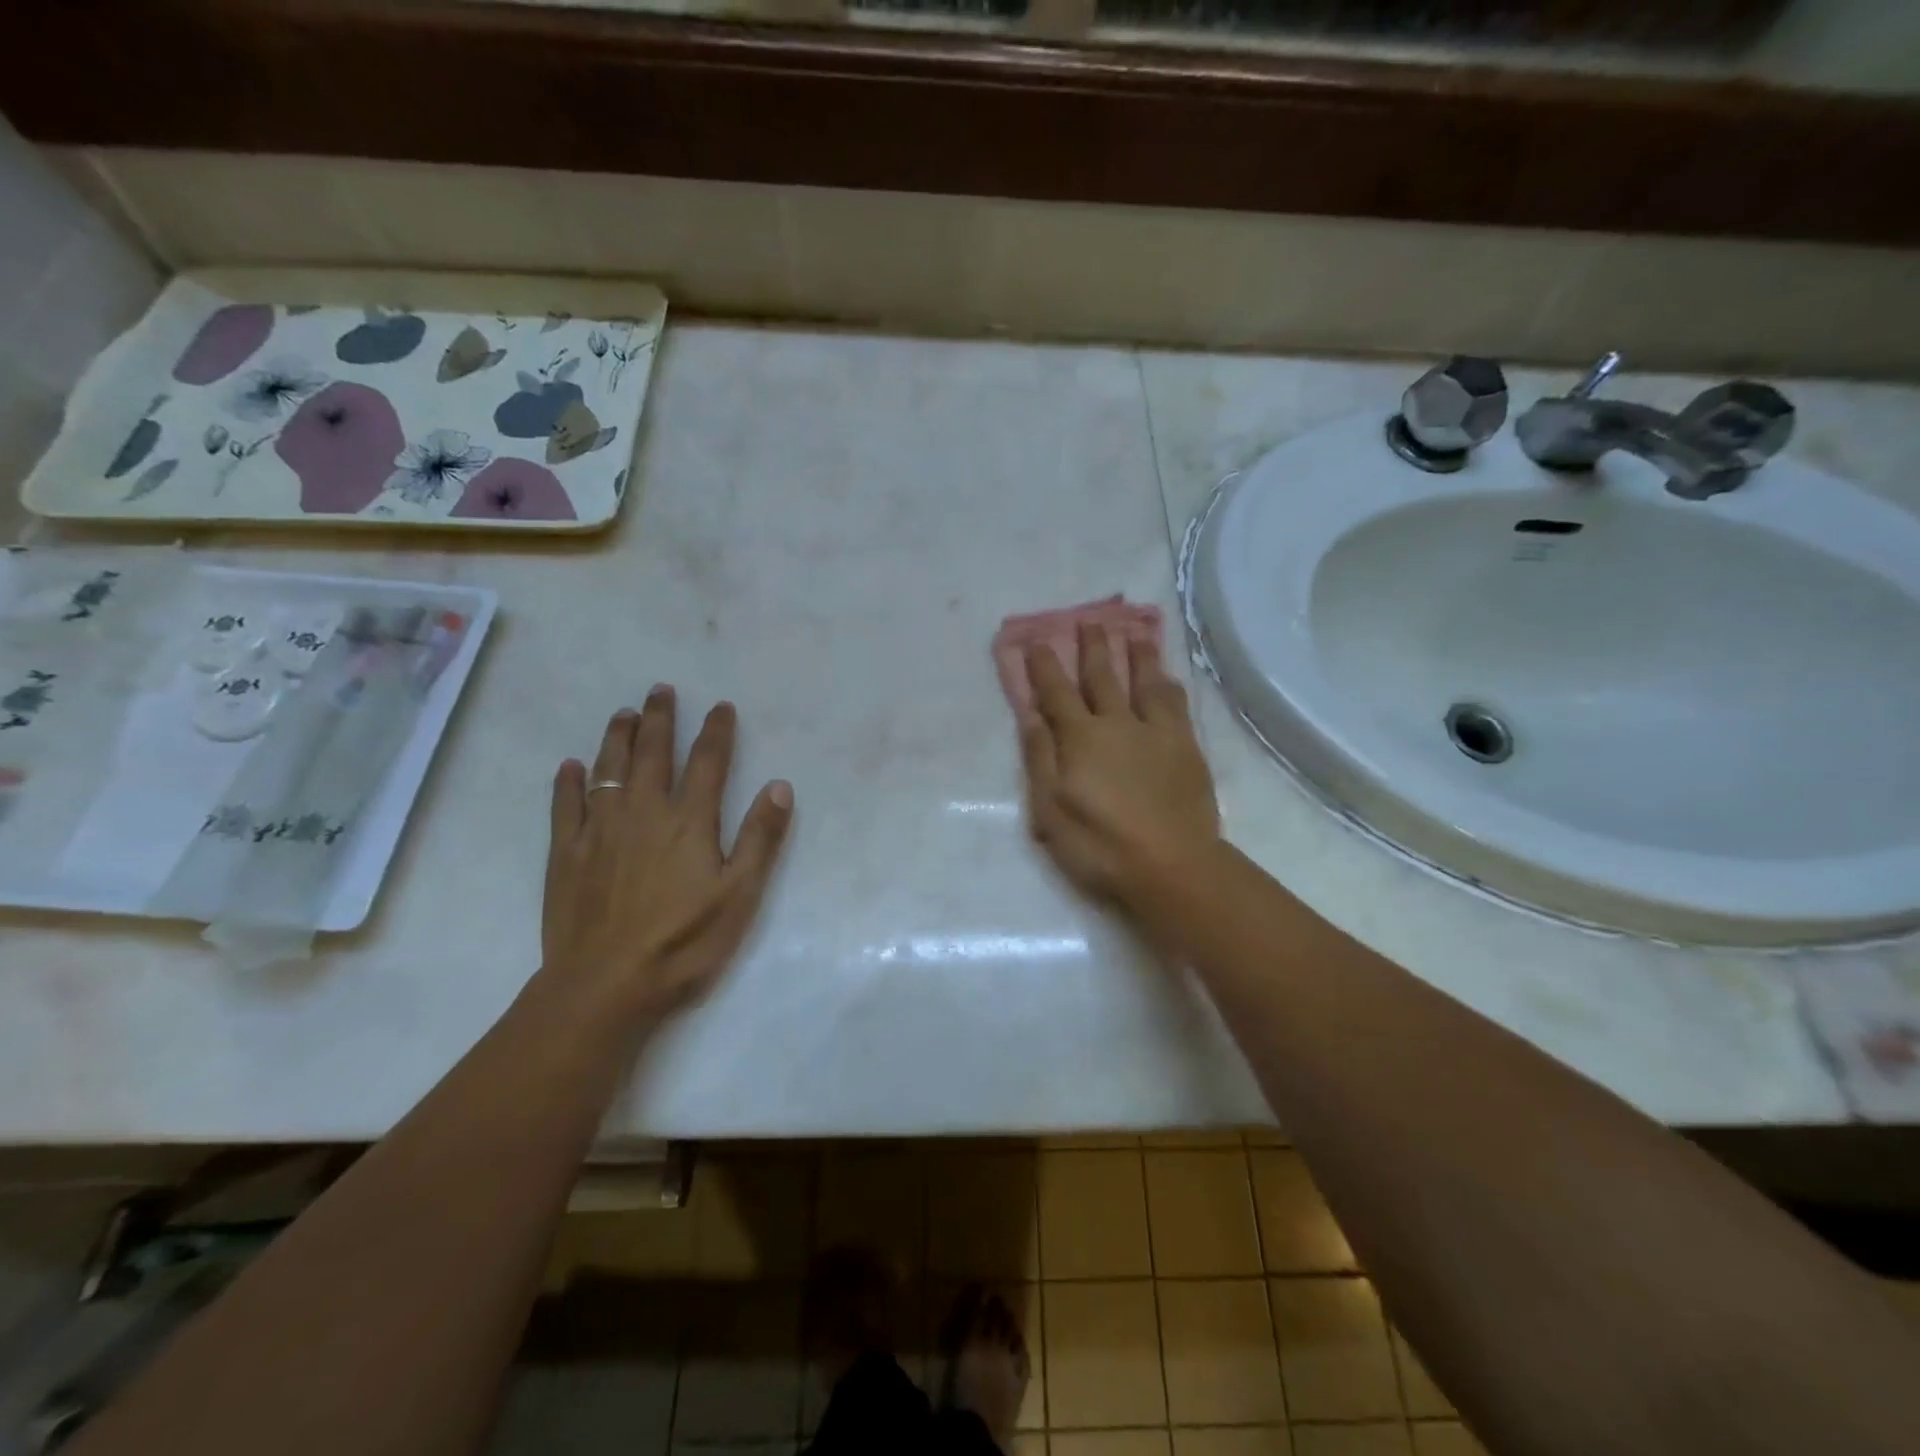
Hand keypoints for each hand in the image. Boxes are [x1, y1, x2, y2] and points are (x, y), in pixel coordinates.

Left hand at [541, 686, 793, 1023]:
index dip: (716, 732)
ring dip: (617, 737)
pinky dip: (568, 782)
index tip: (720, 706)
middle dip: (660, 718)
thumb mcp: (740, 895)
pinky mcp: (565, 854)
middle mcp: (643, 812)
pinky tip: (570, 767)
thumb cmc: (684, 942)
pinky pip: (565, 806)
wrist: (605, 985)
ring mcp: (599, 831)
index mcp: (689, 821)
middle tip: (660, 689)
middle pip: (653, 754)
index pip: (708, 763)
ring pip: (608, 769)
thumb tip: (779, 785)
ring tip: (623, 713)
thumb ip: (760, 838)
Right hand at [1020, 624, 1219, 909]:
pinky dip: (1168, 686)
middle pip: (1103, 676)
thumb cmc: (1100, 845)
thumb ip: (1040, 758)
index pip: (1057, 692)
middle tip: (1090, 619)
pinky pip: (1176, 705)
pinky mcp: (1186, 747)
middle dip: (1093, 647)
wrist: (1172, 866)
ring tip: (1134, 631)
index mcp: (1080, 738)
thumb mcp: (1050, 810)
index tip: (1038, 640)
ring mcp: (1156, 733)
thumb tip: (1030, 715)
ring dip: (1137, 655)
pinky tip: (1168, 678)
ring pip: (1145, 682)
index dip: (1045, 665)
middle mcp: (1118, 723)